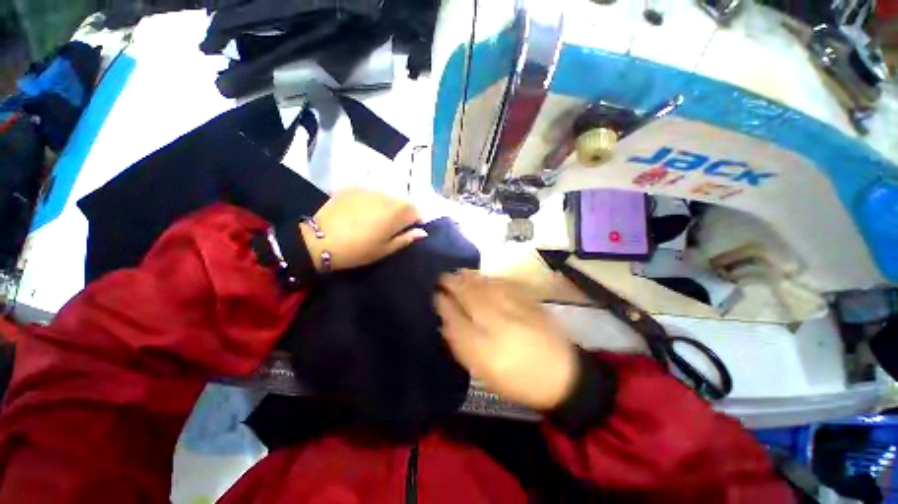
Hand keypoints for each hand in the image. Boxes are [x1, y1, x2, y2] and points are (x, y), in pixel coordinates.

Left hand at [301, 188, 426, 271]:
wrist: (321, 240)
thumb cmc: (358, 249)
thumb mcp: (386, 249)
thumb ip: (406, 238)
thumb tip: (422, 232)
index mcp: (399, 212)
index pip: (418, 211)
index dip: (416, 221)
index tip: (408, 230)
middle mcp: (389, 195)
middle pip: (405, 200)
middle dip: (404, 211)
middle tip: (392, 224)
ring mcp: (371, 187)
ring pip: (390, 193)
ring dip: (390, 202)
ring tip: (377, 215)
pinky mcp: (356, 184)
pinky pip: (372, 186)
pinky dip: (374, 194)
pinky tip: (365, 204)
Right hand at [435, 271, 578, 409]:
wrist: (562, 375)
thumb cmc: (518, 378)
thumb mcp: (484, 371)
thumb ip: (463, 346)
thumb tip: (446, 324)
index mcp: (483, 344)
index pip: (456, 317)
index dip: (444, 303)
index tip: (435, 294)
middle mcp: (497, 322)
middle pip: (470, 296)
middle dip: (454, 284)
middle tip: (443, 277)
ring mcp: (514, 309)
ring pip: (486, 288)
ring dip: (470, 278)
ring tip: (459, 272)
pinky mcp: (528, 303)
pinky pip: (504, 285)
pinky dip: (491, 278)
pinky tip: (484, 276)